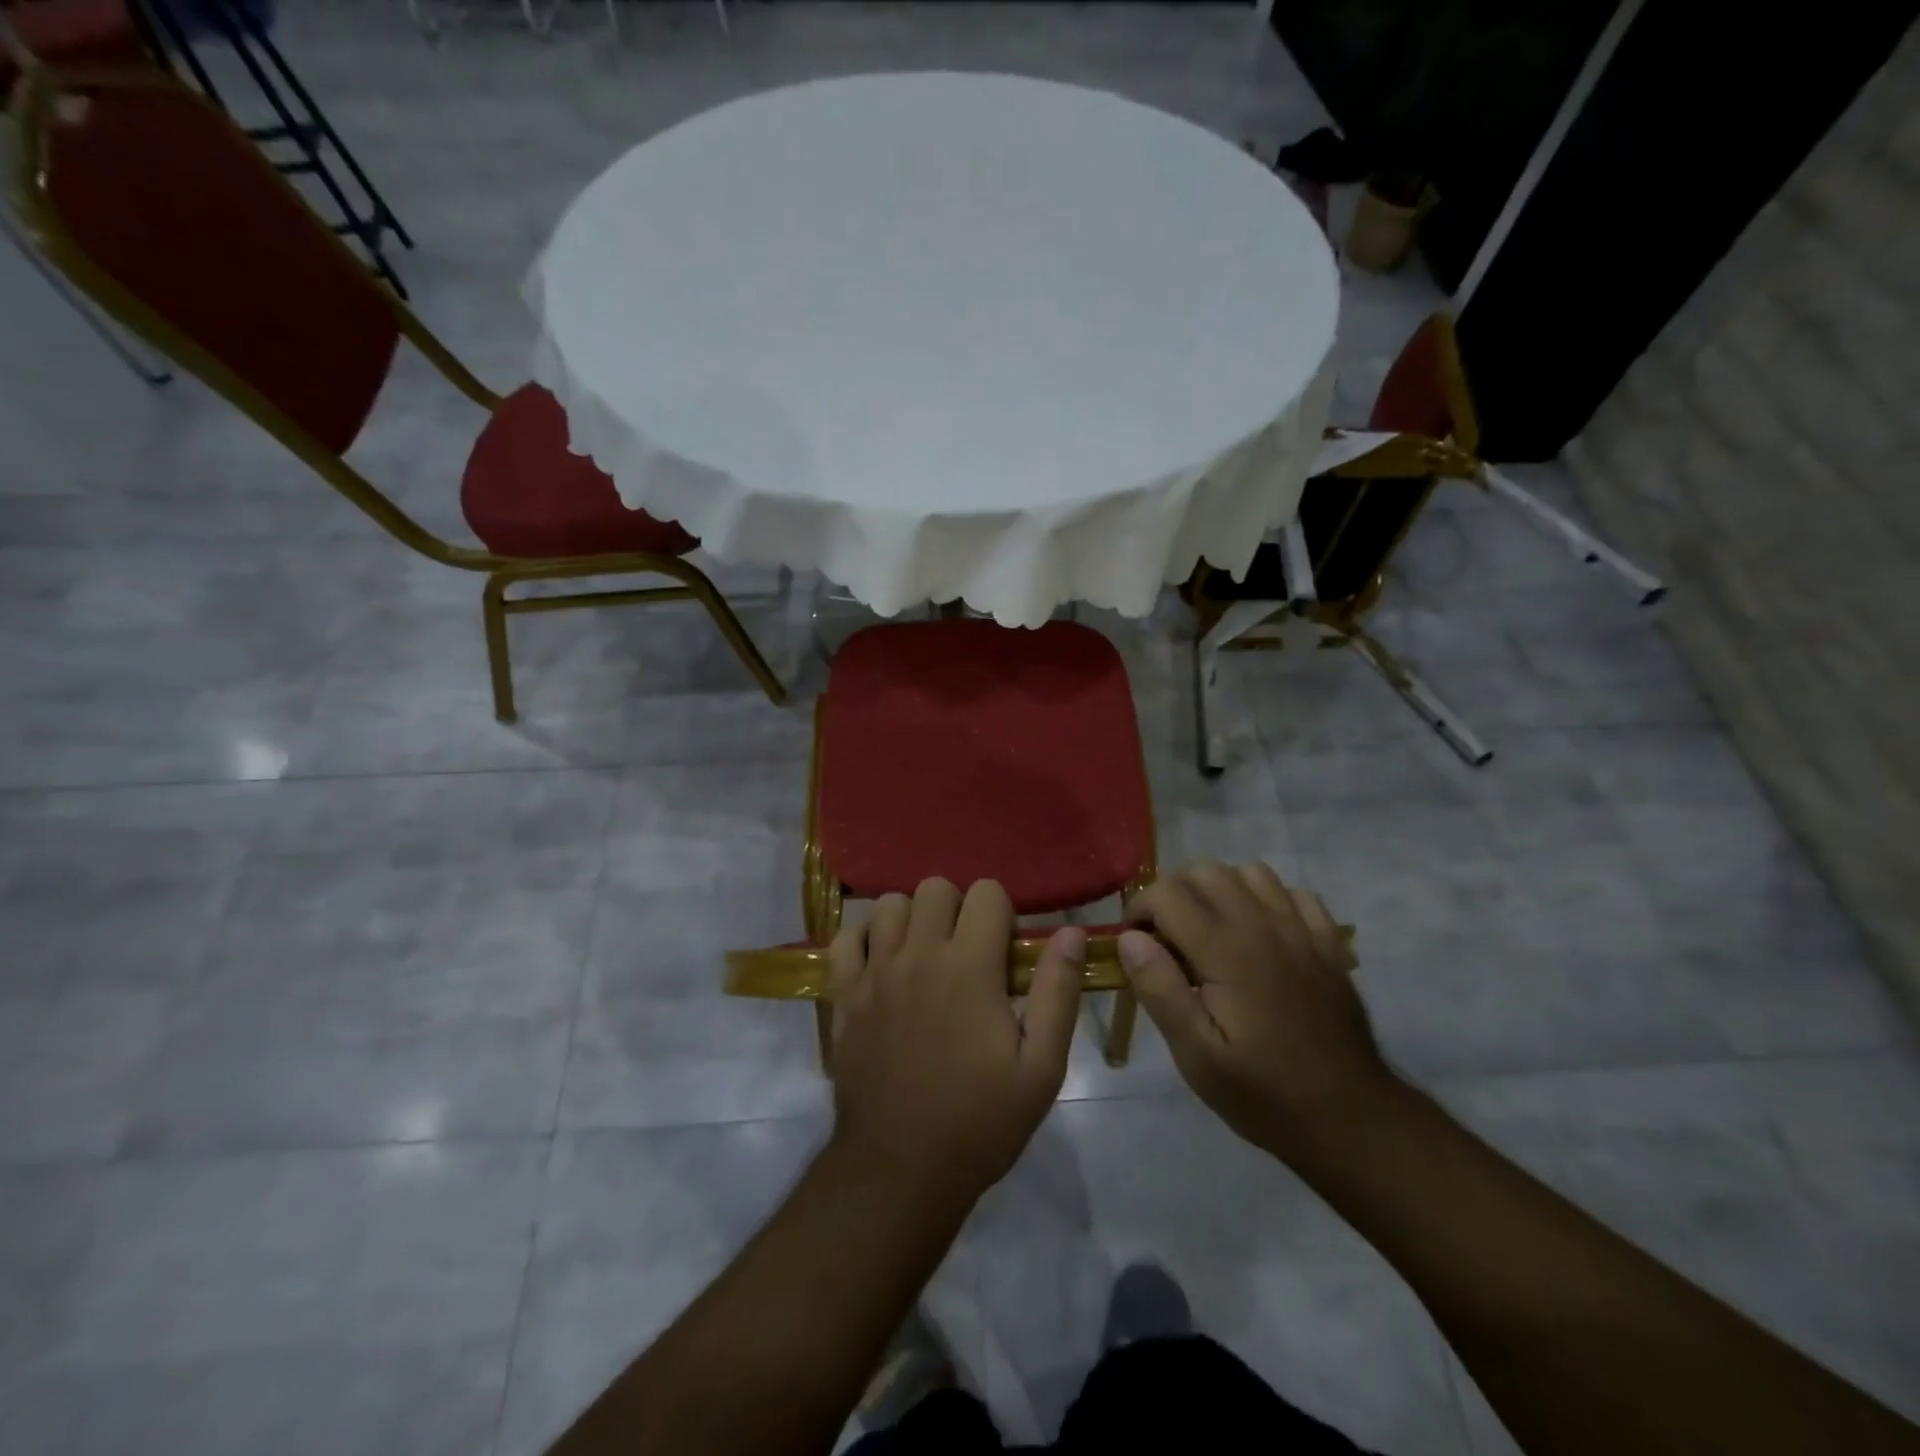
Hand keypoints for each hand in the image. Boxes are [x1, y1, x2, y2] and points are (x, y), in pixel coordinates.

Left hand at [827, 878, 1083, 1206]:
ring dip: (912, 919)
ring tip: (924, 956)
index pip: (986, 892)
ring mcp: (875, 971)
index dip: (1002, 914)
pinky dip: (864, 940)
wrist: (900, 1169)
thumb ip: (1058, 992)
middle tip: (966, 953)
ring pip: (889, 904)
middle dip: (957, 908)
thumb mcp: (1041, 1068)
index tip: (1004, 953)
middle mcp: (918, 954)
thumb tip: (1071, 933)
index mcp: (970, 966)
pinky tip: (881, 966)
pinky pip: (846, 938)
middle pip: (935, 886)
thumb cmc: (980, 1121)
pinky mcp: (844, 994)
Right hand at [1119, 861, 1395, 1162]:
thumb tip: (1128, 938)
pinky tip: (1260, 935)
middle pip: (1205, 870)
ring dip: (1220, 890)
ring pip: (1249, 872)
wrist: (1350, 1118)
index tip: (1136, 944)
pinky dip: (1267, 900)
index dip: (1139, 909)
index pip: (1167, 892)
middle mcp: (1262, 925)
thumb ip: (1159, 989)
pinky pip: (1293, 892)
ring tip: (1211, 931)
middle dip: (1174, 893)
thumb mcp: (1196, 1055)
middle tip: (1167, 938)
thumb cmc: (1263, 1092)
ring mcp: (1301, 929)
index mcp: (1225, 950)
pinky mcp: (1328, 942)